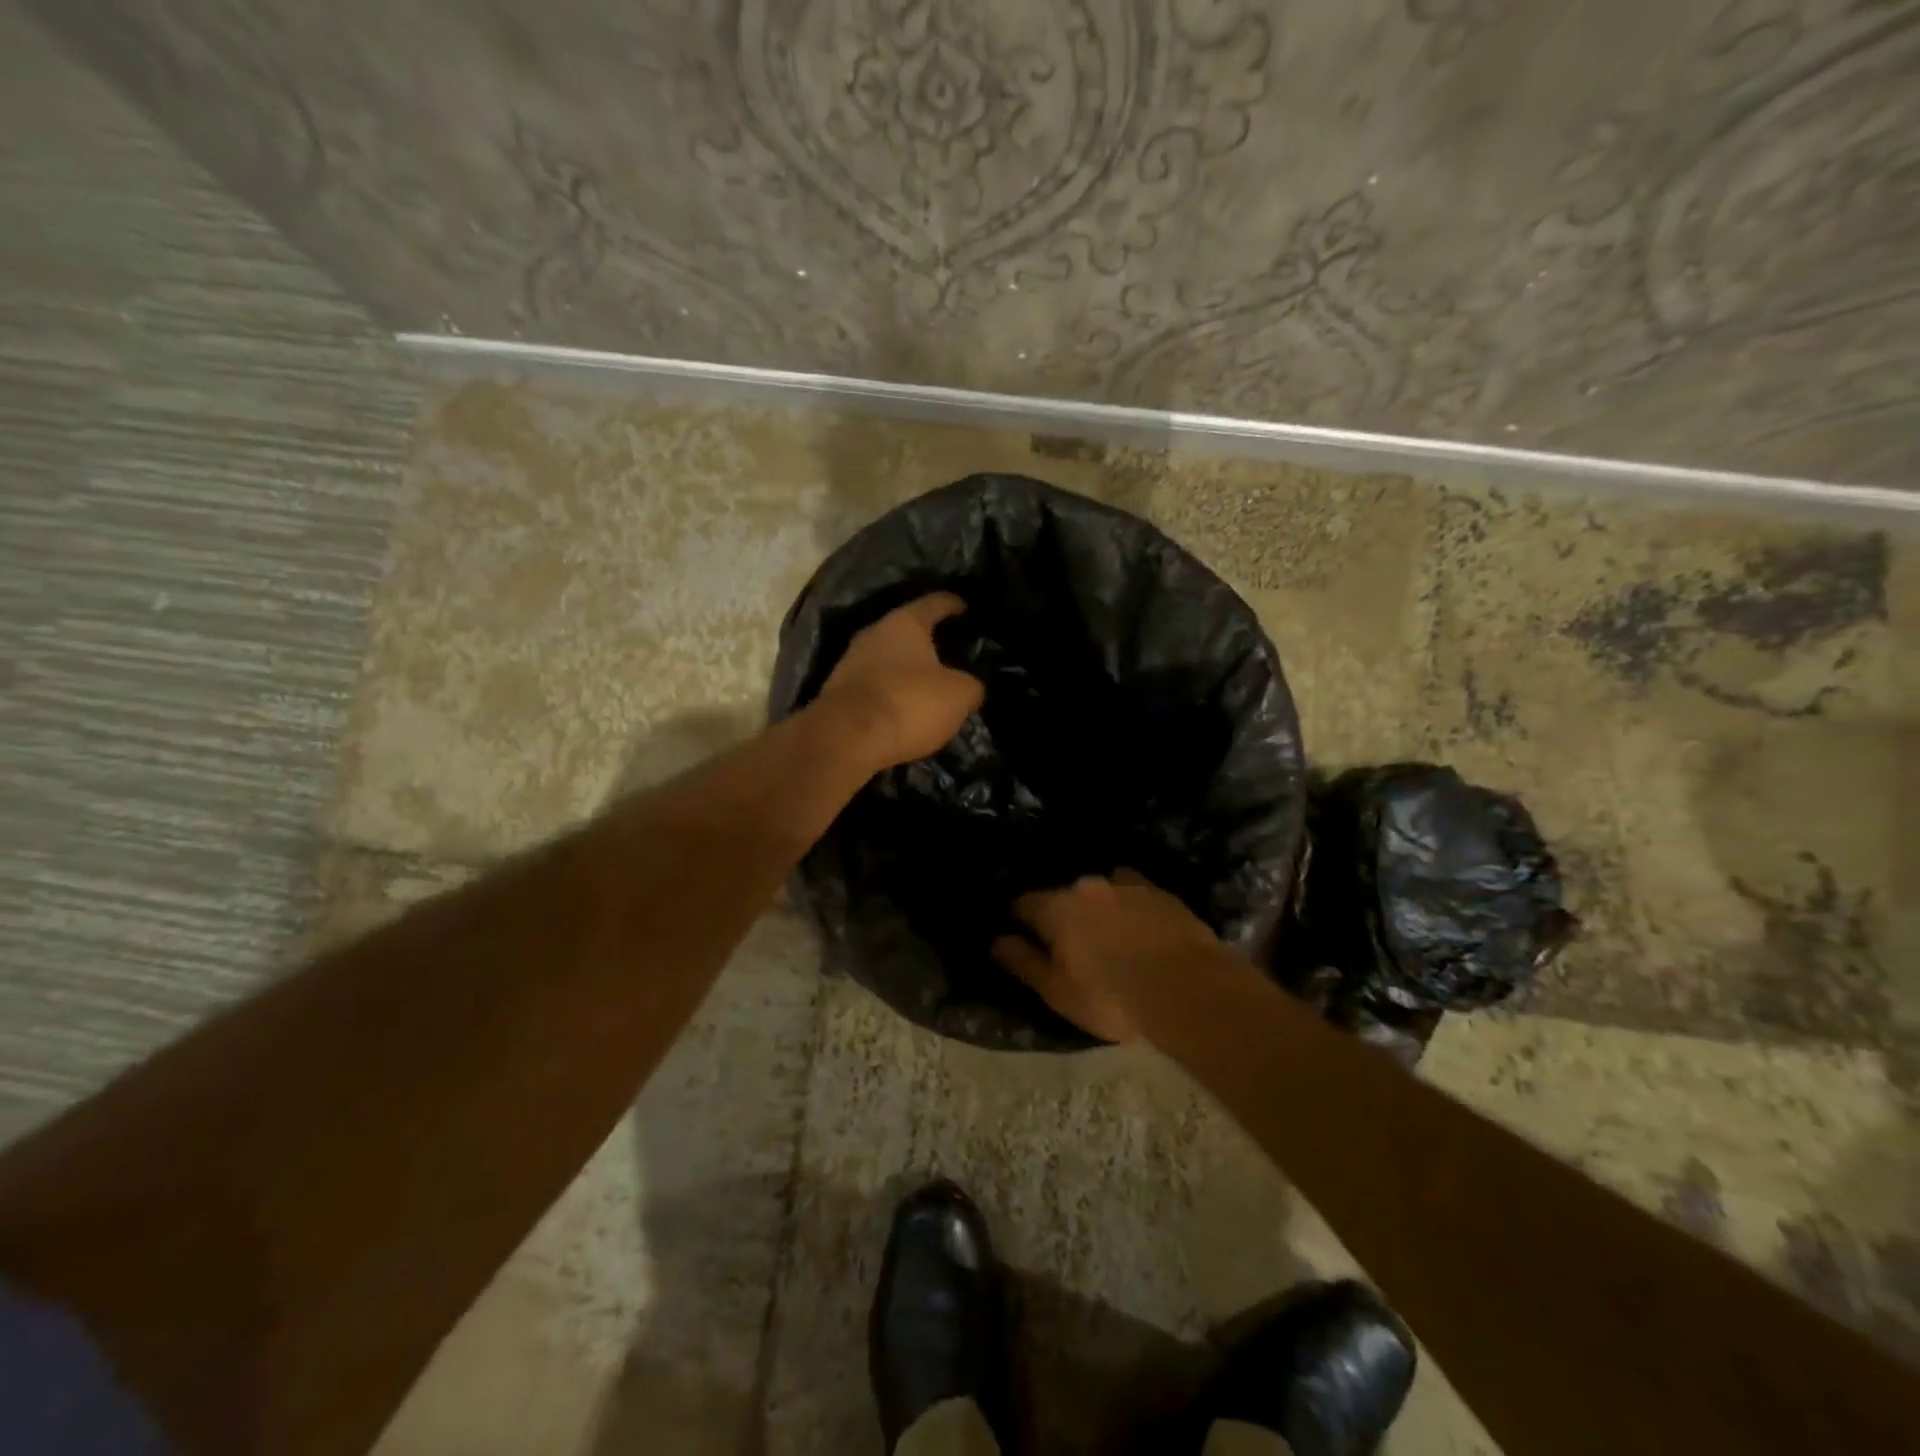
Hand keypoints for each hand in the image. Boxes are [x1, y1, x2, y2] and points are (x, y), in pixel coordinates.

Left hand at [814, 593, 983, 771]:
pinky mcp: (839, 691)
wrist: (845, 739)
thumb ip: (971, 685)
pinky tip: (904, 707)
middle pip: (906, 630)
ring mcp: (851, 661)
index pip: (935, 603)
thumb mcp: (959, 695)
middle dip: (927, 640)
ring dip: (907, 669)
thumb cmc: (908, 703)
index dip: (953, 604)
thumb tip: (970, 686)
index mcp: (905, 622)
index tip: (965, 607)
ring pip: (888, 658)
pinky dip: (891, 692)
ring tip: (928, 684)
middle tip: (950, 651)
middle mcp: (874, 633)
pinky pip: (874, 684)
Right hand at [992, 870, 1247, 1041]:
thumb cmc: (1112, 997)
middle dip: (1063, 914)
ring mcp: (1128, 885)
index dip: (1019, 920)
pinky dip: (1132, 909)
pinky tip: (1142, 931)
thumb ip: (1024, 962)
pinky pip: (1136, 895)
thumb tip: (998, 941)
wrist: (1189, 990)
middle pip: (1064, 895)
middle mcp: (1088, 886)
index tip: (1022, 936)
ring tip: (1110, 935)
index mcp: (1056, 907)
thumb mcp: (1058, 991)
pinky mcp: (1162, 893)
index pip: (1024, 904)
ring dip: (1100, 908)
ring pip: (1102, 891)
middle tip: (1072, 945)